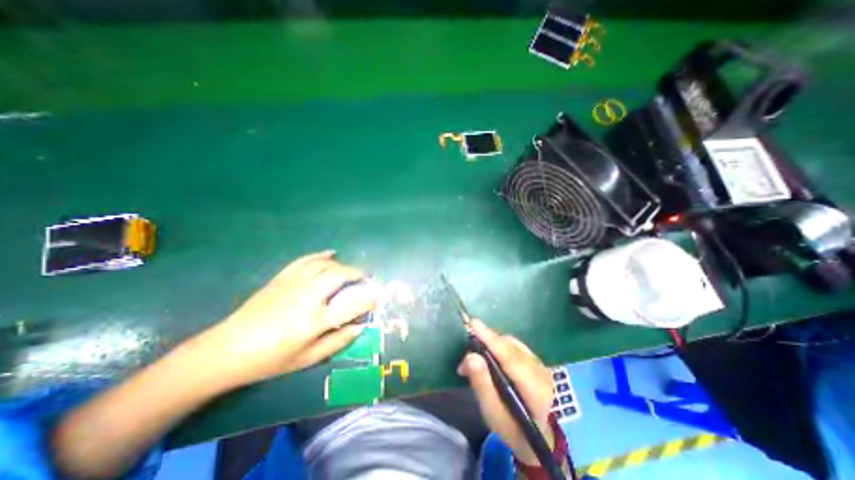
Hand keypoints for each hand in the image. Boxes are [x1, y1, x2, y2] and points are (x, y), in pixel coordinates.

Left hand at [197, 251, 380, 389]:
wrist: (227, 350)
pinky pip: (306, 260)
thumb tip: (360, 326)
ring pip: (325, 264)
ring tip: (349, 272)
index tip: (378, 294)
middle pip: (339, 274)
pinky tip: (331, 254)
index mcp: (315, 320)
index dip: (369, 298)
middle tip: (364, 279)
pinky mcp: (282, 278)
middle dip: (356, 273)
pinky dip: (321, 255)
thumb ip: (338, 341)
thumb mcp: (308, 358)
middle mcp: (307, 297)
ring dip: (342, 265)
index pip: (351, 304)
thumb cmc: (271, 359)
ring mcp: (293, 284)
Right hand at [457, 319, 558, 464]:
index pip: (510, 358)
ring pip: (512, 343)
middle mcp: (541, 372)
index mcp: (535, 391)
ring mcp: (541, 364)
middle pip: (510, 347)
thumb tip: (471, 357)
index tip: (473, 324)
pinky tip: (489, 354)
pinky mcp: (537, 360)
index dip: (491, 340)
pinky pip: (515, 345)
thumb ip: (482, 384)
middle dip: (486, 341)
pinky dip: (499, 345)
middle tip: (467, 352)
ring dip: (492, 343)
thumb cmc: (513, 429)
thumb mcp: (493, 414)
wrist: (539, 437)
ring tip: (475, 354)